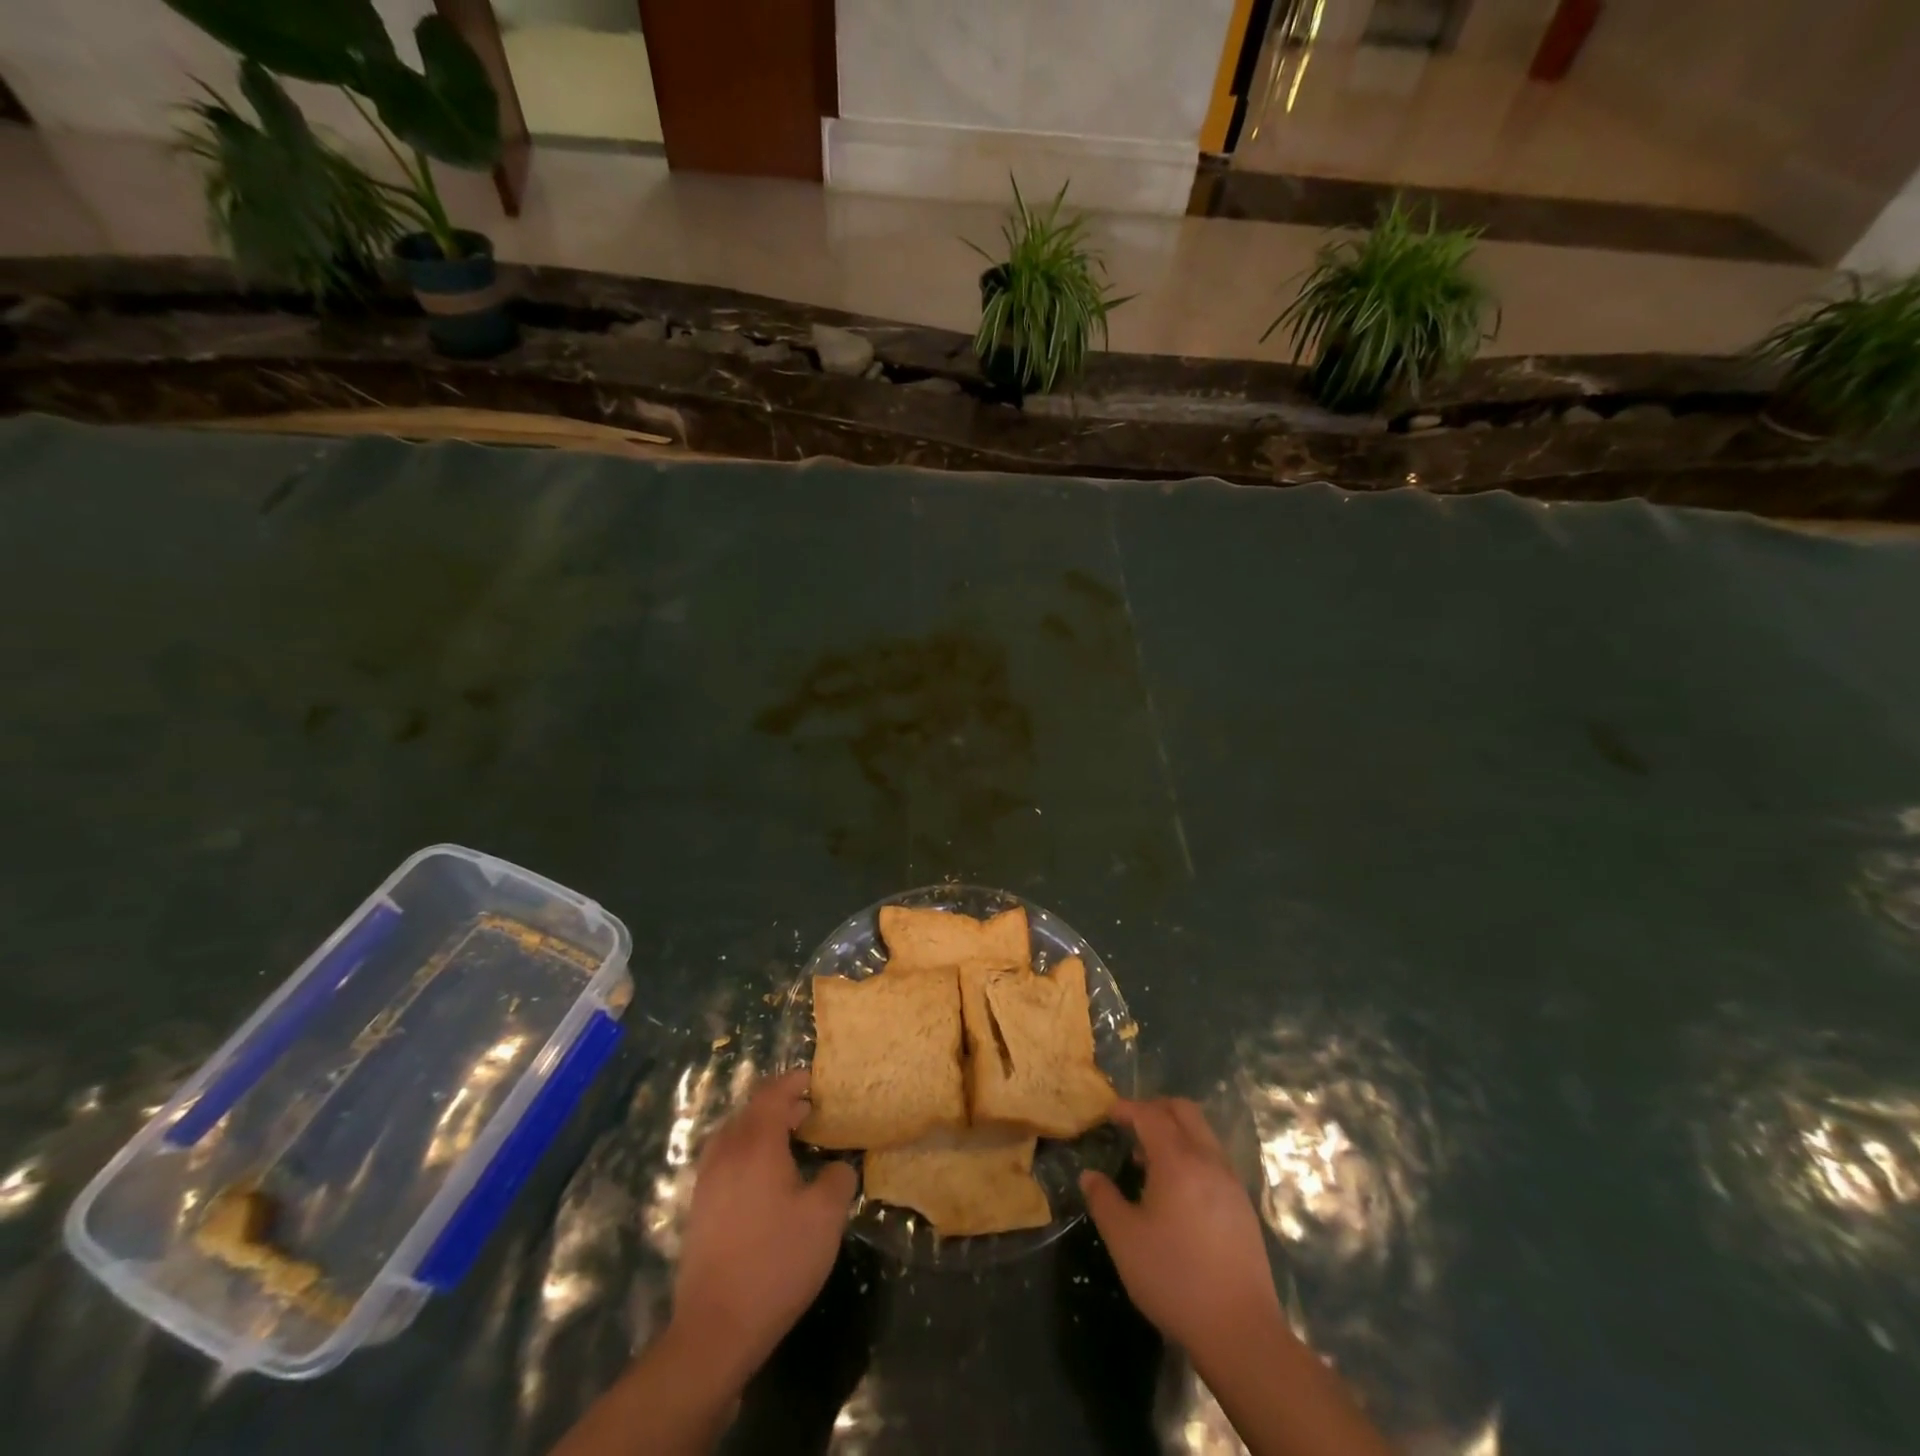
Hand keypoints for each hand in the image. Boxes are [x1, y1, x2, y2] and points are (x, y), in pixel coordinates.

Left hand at [670, 1069, 857, 1383]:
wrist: (715, 1328)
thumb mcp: (825, 1218)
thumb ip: (837, 1179)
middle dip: (780, 1104)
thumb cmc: (776, 1262)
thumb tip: (837, 1167)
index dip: (794, 1081)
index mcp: (756, 1143)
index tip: (815, 1081)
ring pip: (734, 1134)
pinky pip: (725, 1159)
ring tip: (788, 1141)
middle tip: (809, 1113)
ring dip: (761, 1128)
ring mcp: (707, 1180)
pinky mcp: (699, 1208)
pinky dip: (746, 1152)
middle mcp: (727, 1152)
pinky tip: (764, 1178)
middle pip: (751, 1110)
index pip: (773, 1093)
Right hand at [1080, 1097, 1282, 1360]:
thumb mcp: (1124, 1241)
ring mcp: (1231, 1183)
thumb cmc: (1175, 1279)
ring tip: (1150, 1160)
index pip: (1150, 1115)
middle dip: (1155, 1109)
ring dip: (1175, 1132)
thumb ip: (1103, 1200)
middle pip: (1184, 1111)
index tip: (1109, 1114)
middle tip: (1132, 1124)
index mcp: (1178, 1161)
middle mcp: (1208, 1161)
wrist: (1241, 1331)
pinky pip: (1214, 1159)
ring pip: (1203, 1134)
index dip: (1128, 1108)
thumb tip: (1090, 1176)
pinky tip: (1178, 1191)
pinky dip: (1192, 1155)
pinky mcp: (1244, 1207)